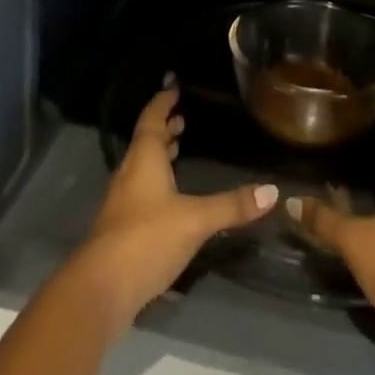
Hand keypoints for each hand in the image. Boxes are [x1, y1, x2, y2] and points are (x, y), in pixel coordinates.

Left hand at [72, 78, 277, 339]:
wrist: (102, 287)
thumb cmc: (147, 238)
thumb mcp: (195, 220)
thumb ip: (232, 206)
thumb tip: (272, 190)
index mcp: (144, 158)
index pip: (152, 118)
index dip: (163, 101)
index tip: (174, 87)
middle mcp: (130, 172)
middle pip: (146, 141)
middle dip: (164, 128)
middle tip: (184, 118)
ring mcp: (123, 201)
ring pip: (142, 167)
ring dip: (160, 156)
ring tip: (179, 149)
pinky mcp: (122, 227)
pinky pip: (141, 190)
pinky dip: (156, 182)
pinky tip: (170, 197)